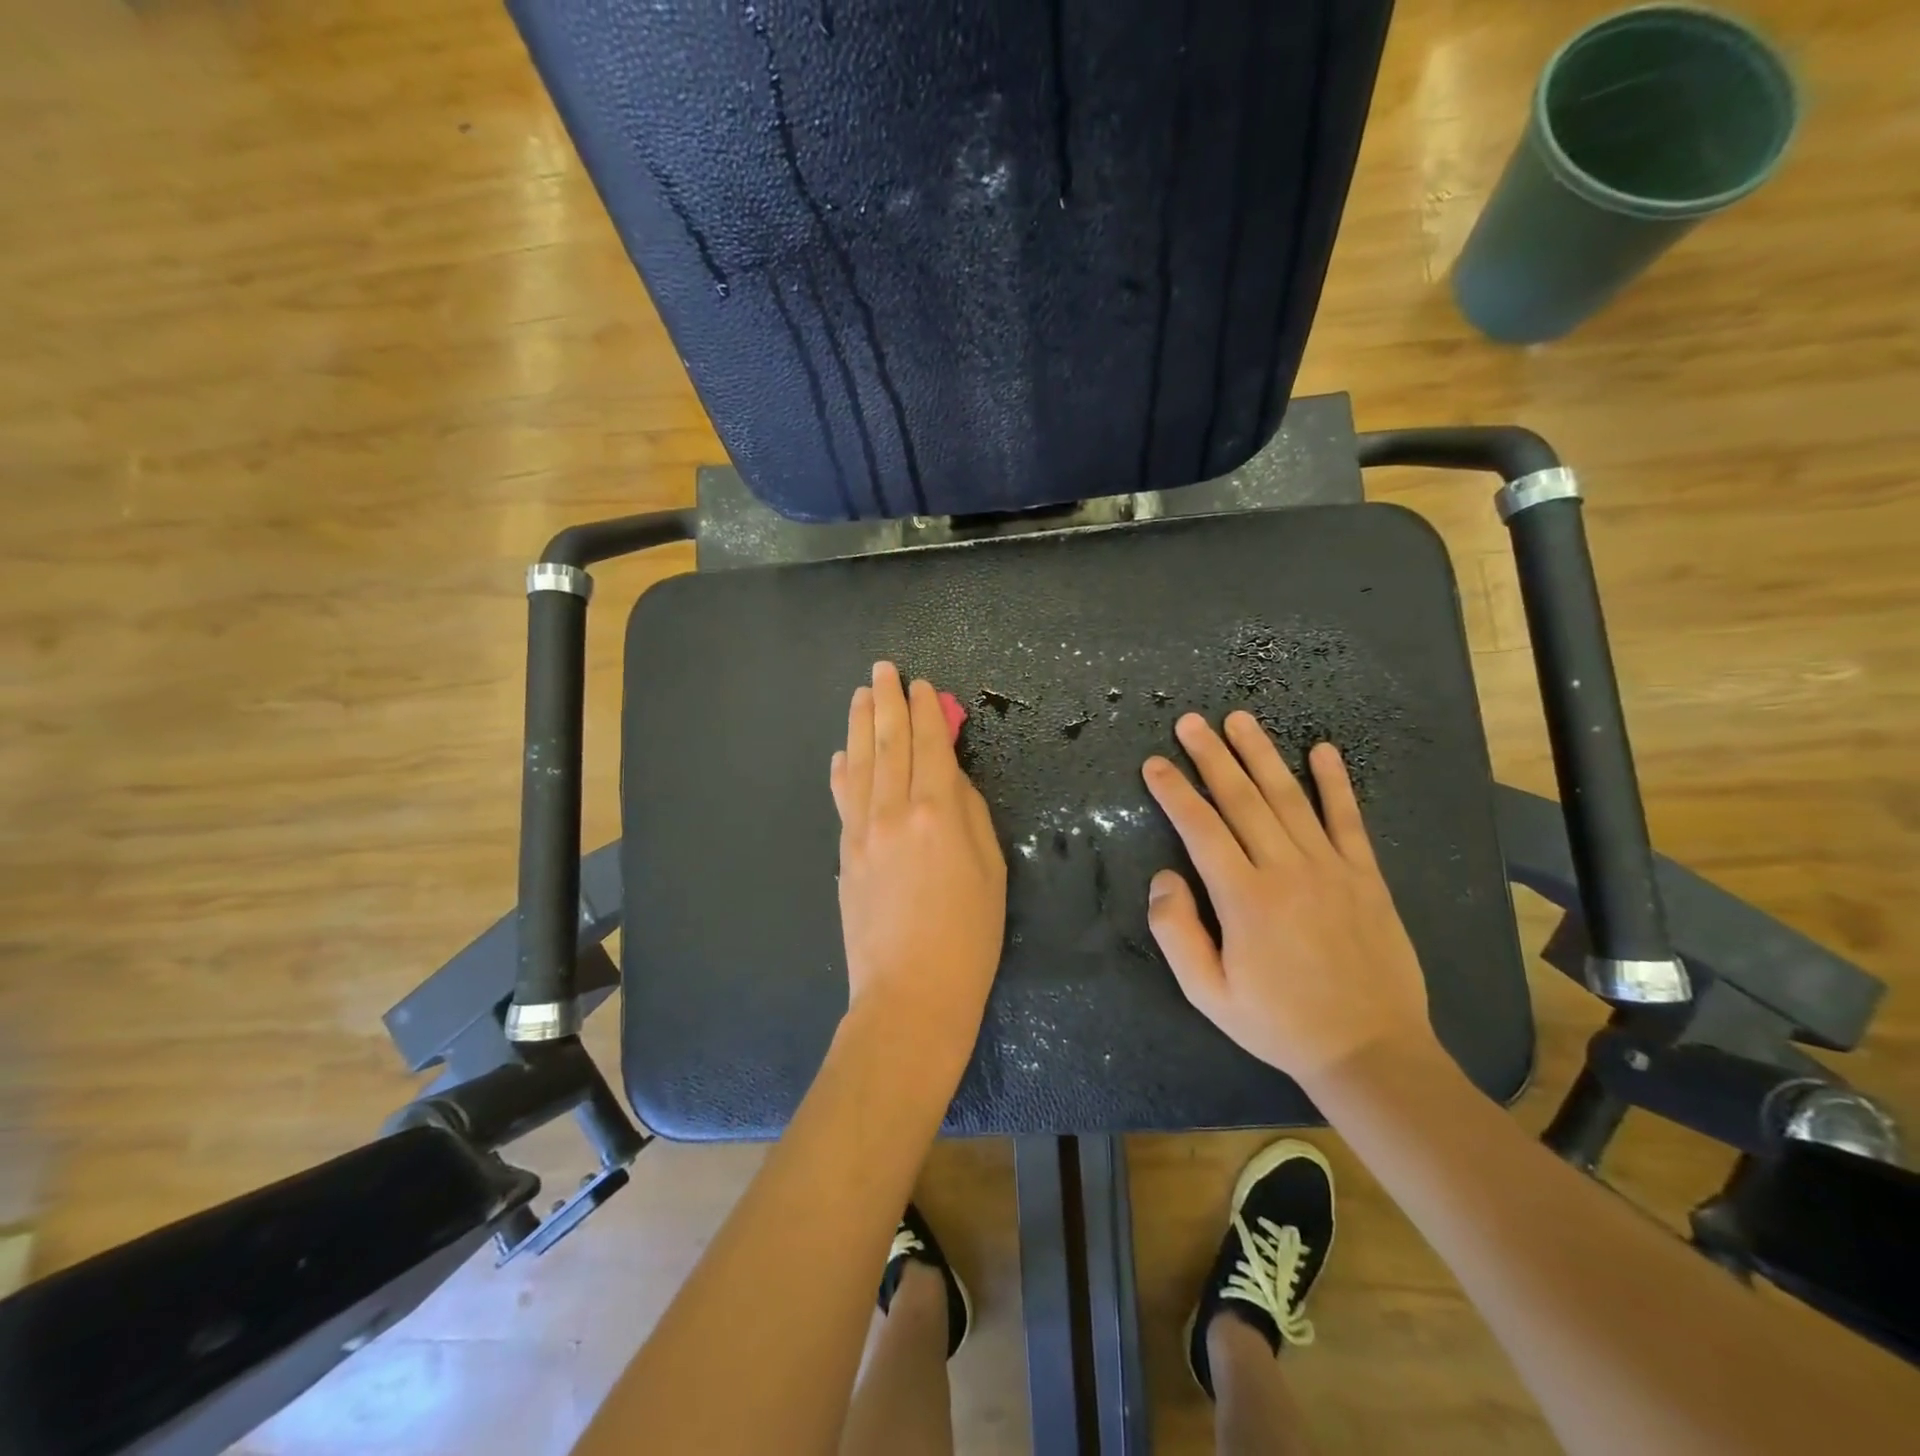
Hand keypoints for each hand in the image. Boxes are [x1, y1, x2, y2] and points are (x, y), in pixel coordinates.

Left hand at [830, 662, 1007, 1065]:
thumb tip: (947, 775)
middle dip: (887, 702)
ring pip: (860, 764)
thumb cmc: (968, 936)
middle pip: (889, 744)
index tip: (920, 684)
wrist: (909, 993)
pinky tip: (842, 754)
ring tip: (861, 695)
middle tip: (883, 670)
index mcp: (936, 812)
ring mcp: (861, 832)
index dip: (925, 711)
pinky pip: (843, 800)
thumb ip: (968, 812)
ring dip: (860, 725)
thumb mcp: (989, 869)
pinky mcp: (845, 855)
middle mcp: (892, 811)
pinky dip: (842, 771)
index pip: (928, 746)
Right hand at [1141, 711, 1435, 1094]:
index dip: (1174, 792)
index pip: (1201, 828)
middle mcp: (1286, 870)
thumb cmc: (1279, 1023)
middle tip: (1191, 722)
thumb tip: (1163, 877)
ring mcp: (1330, 868)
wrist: (1371, 1051)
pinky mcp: (1365, 876)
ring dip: (1261, 754)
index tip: (1155, 763)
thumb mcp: (1208, 994)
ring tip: (1239, 720)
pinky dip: (1335, 782)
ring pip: (1288, 797)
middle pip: (1242, 799)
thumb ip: (1176, 932)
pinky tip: (1323, 750)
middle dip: (1212, 756)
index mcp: (1244, 898)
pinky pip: (1348, 819)